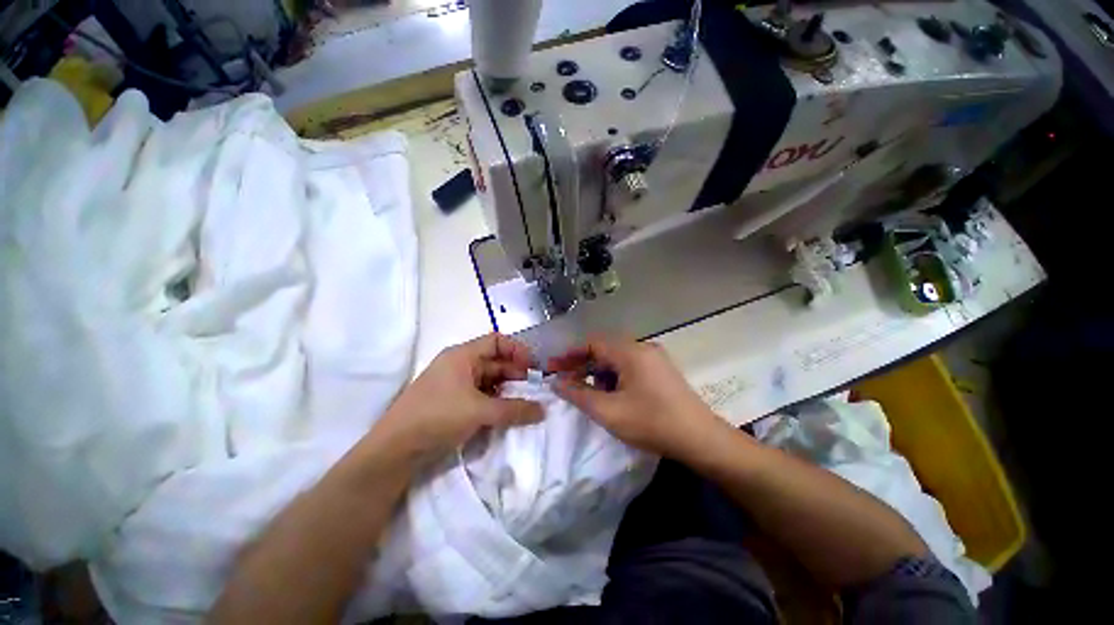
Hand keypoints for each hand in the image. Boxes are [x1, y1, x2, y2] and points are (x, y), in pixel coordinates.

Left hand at [369, 334, 544, 465]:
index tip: (533, 367)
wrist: (395, 450)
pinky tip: (506, 413)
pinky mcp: (453, 403)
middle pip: (495, 361)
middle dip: (516, 373)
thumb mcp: (479, 411)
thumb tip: (543, 410)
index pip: (496, 341)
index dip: (517, 350)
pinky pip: (481, 395)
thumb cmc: (438, 416)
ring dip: (507, 389)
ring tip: (525, 402)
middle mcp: (460, 365)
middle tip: (534, 389)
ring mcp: (455, 384)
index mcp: (462, 355)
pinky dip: (496, 401)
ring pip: (489, 380)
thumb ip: (514, 410)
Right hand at [547, 337, 721, 458]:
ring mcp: (654, 359)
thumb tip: (557, 383)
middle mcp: (643, 348)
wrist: (701, 439)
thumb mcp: (609, 411)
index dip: (570, 355)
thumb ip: (579, 394)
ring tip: (589, 393)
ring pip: (616, 360)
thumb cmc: (652, 423)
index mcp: (631, 352)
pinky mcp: (660, 371)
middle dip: (582, 365)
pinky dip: (614, 378)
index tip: (552, 367)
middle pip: (604, 350)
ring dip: (599, 373)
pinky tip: (612, 396)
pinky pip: (629, 367)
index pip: (592, 343)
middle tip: (565, 381)